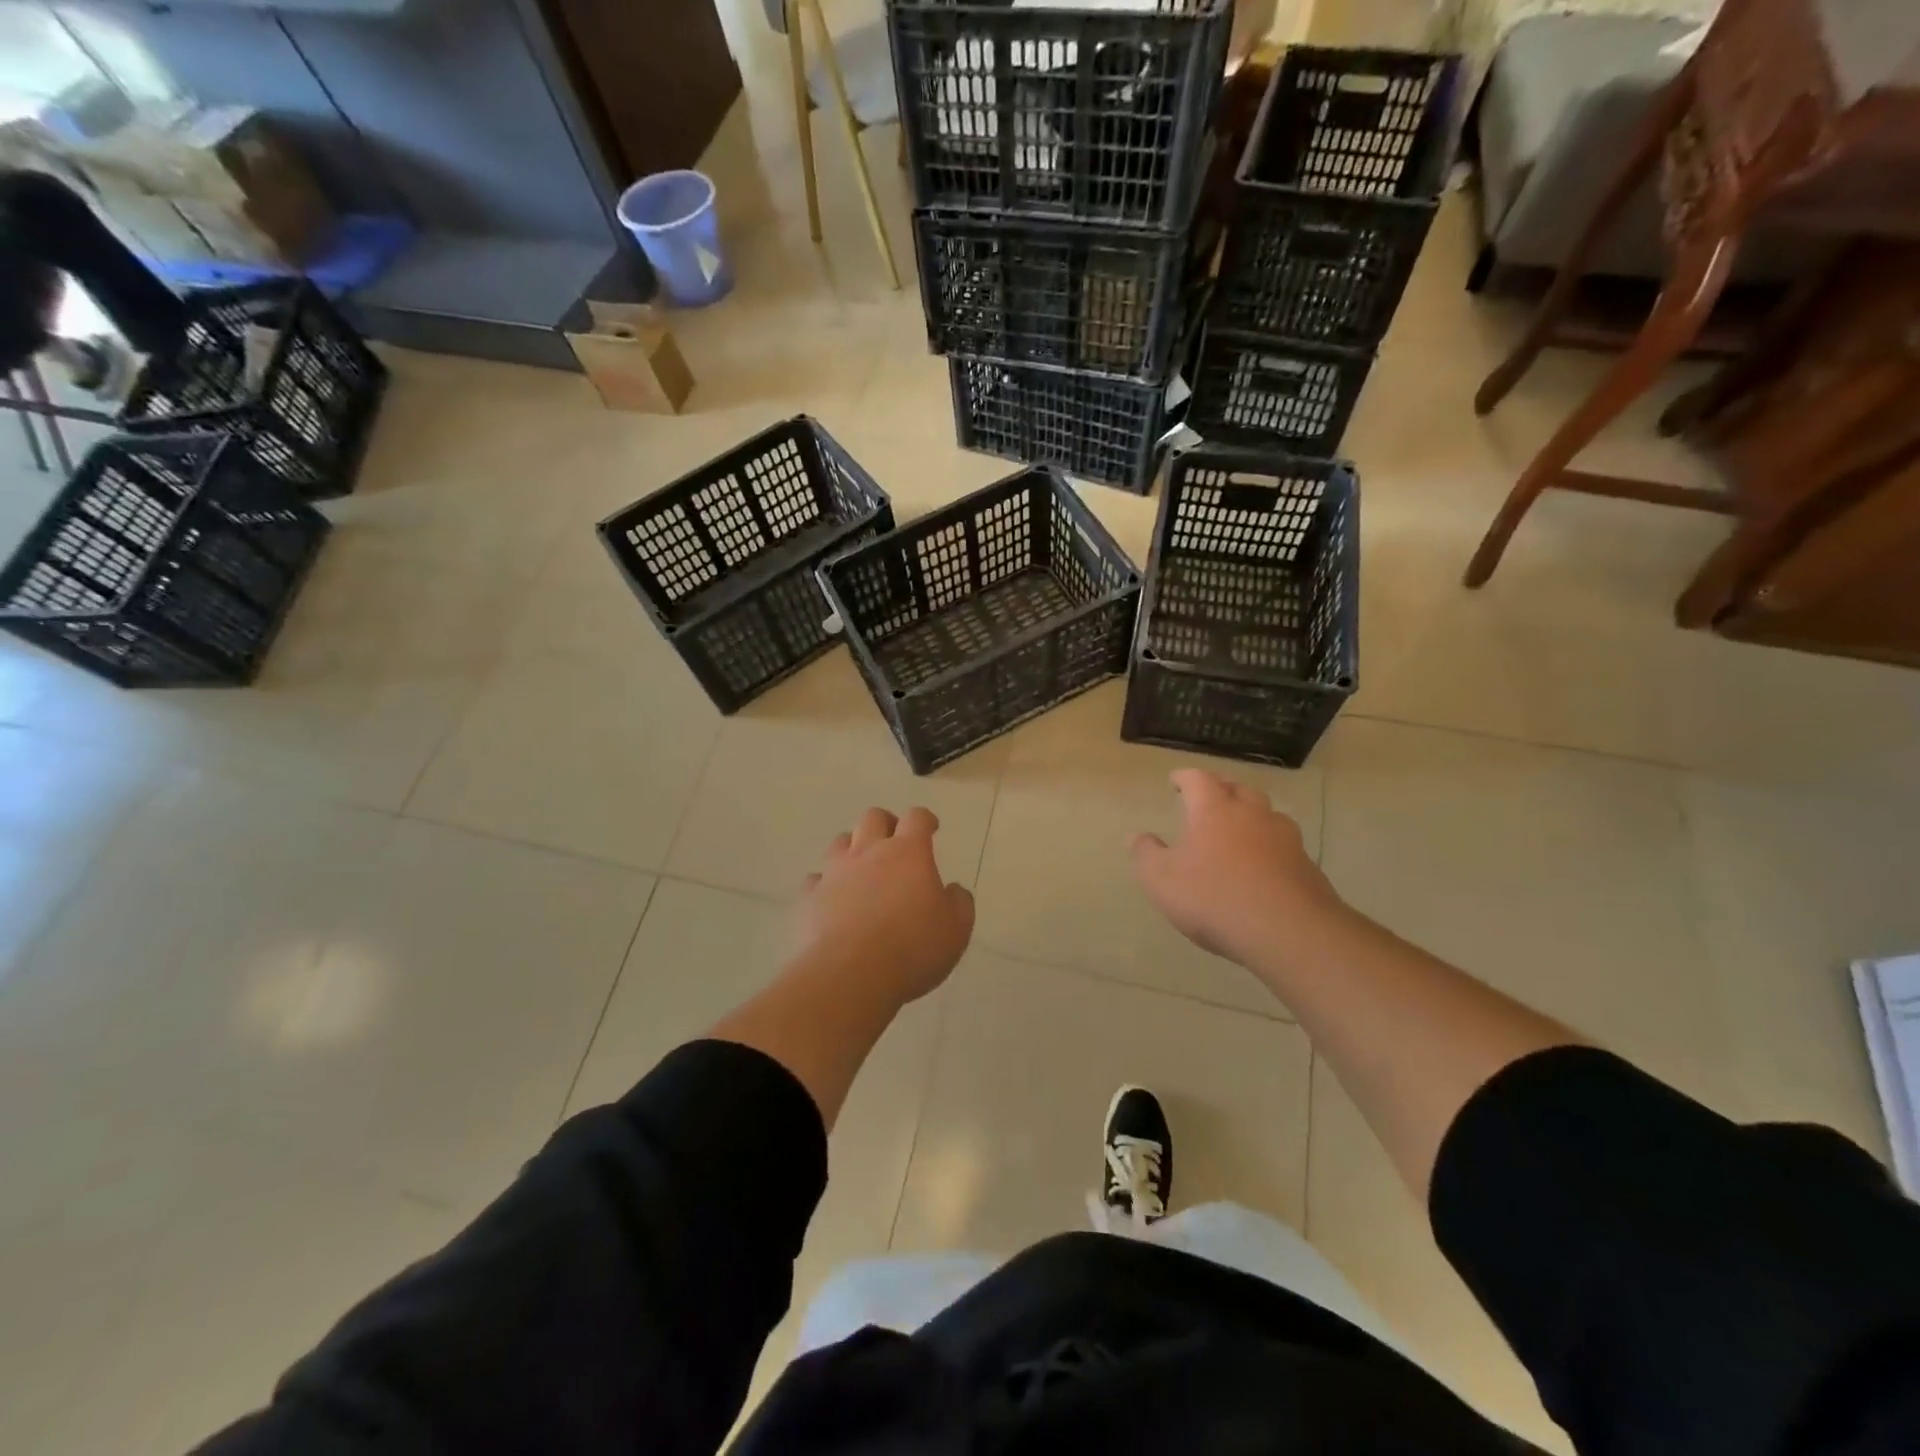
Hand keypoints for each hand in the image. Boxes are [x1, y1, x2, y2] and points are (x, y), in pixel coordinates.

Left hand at [794, 807, 974, 1005]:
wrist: (850, 975)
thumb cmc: (912, 948)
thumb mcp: (956, 929)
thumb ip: (959, 902)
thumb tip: (953, 891)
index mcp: (908, 853)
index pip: (916, 818)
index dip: (925, 819)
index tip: (931, 828)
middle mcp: (868, 852)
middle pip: (873, 817)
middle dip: (886, 824)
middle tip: (895, 842)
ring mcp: (834, 873)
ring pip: (840, 841)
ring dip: (853, 847)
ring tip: (862, 868)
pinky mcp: (810, 898)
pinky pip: (816, 879)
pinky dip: (826, 884)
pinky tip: (832, 899)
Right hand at [1130, 769, 1345, 971]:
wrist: (1289, 932)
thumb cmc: (1214, 898)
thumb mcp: (1161, 880)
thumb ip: (1146, 854)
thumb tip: (1139, 837)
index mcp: (1214, 809)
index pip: (1198, 779)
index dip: (1184, 777)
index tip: (1175, 781)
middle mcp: (1252, 813)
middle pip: (1237, 789)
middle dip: (1221, 789)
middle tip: (1208, 799)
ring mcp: (1284, 837)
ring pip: (1265, 814)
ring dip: (1250, 816)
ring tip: (1238, 830)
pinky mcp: (1306, 864)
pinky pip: (1282, 844)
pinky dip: (1268, 846)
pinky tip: (1261, 866)